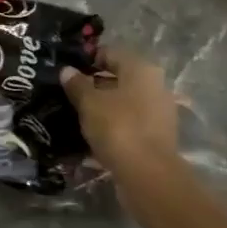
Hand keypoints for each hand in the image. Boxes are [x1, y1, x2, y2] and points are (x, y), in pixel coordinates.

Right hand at [60, 46, 180, 181]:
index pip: (110, 54)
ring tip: (77, 115)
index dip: (87, 60)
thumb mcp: (89, 103)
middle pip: (119, 78)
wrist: (148, 174)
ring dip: (103, 106)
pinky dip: (113, 125)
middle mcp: (155, 85)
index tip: (67, 72)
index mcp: (141, 68)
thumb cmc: (118, 127)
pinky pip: (130, 122)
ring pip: (124, 102)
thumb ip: (77, 84)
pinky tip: (94, 134)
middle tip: (68, 94)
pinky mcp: (157, 135)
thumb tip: (67, 70)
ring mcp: (159, 111)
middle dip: (94, 85)